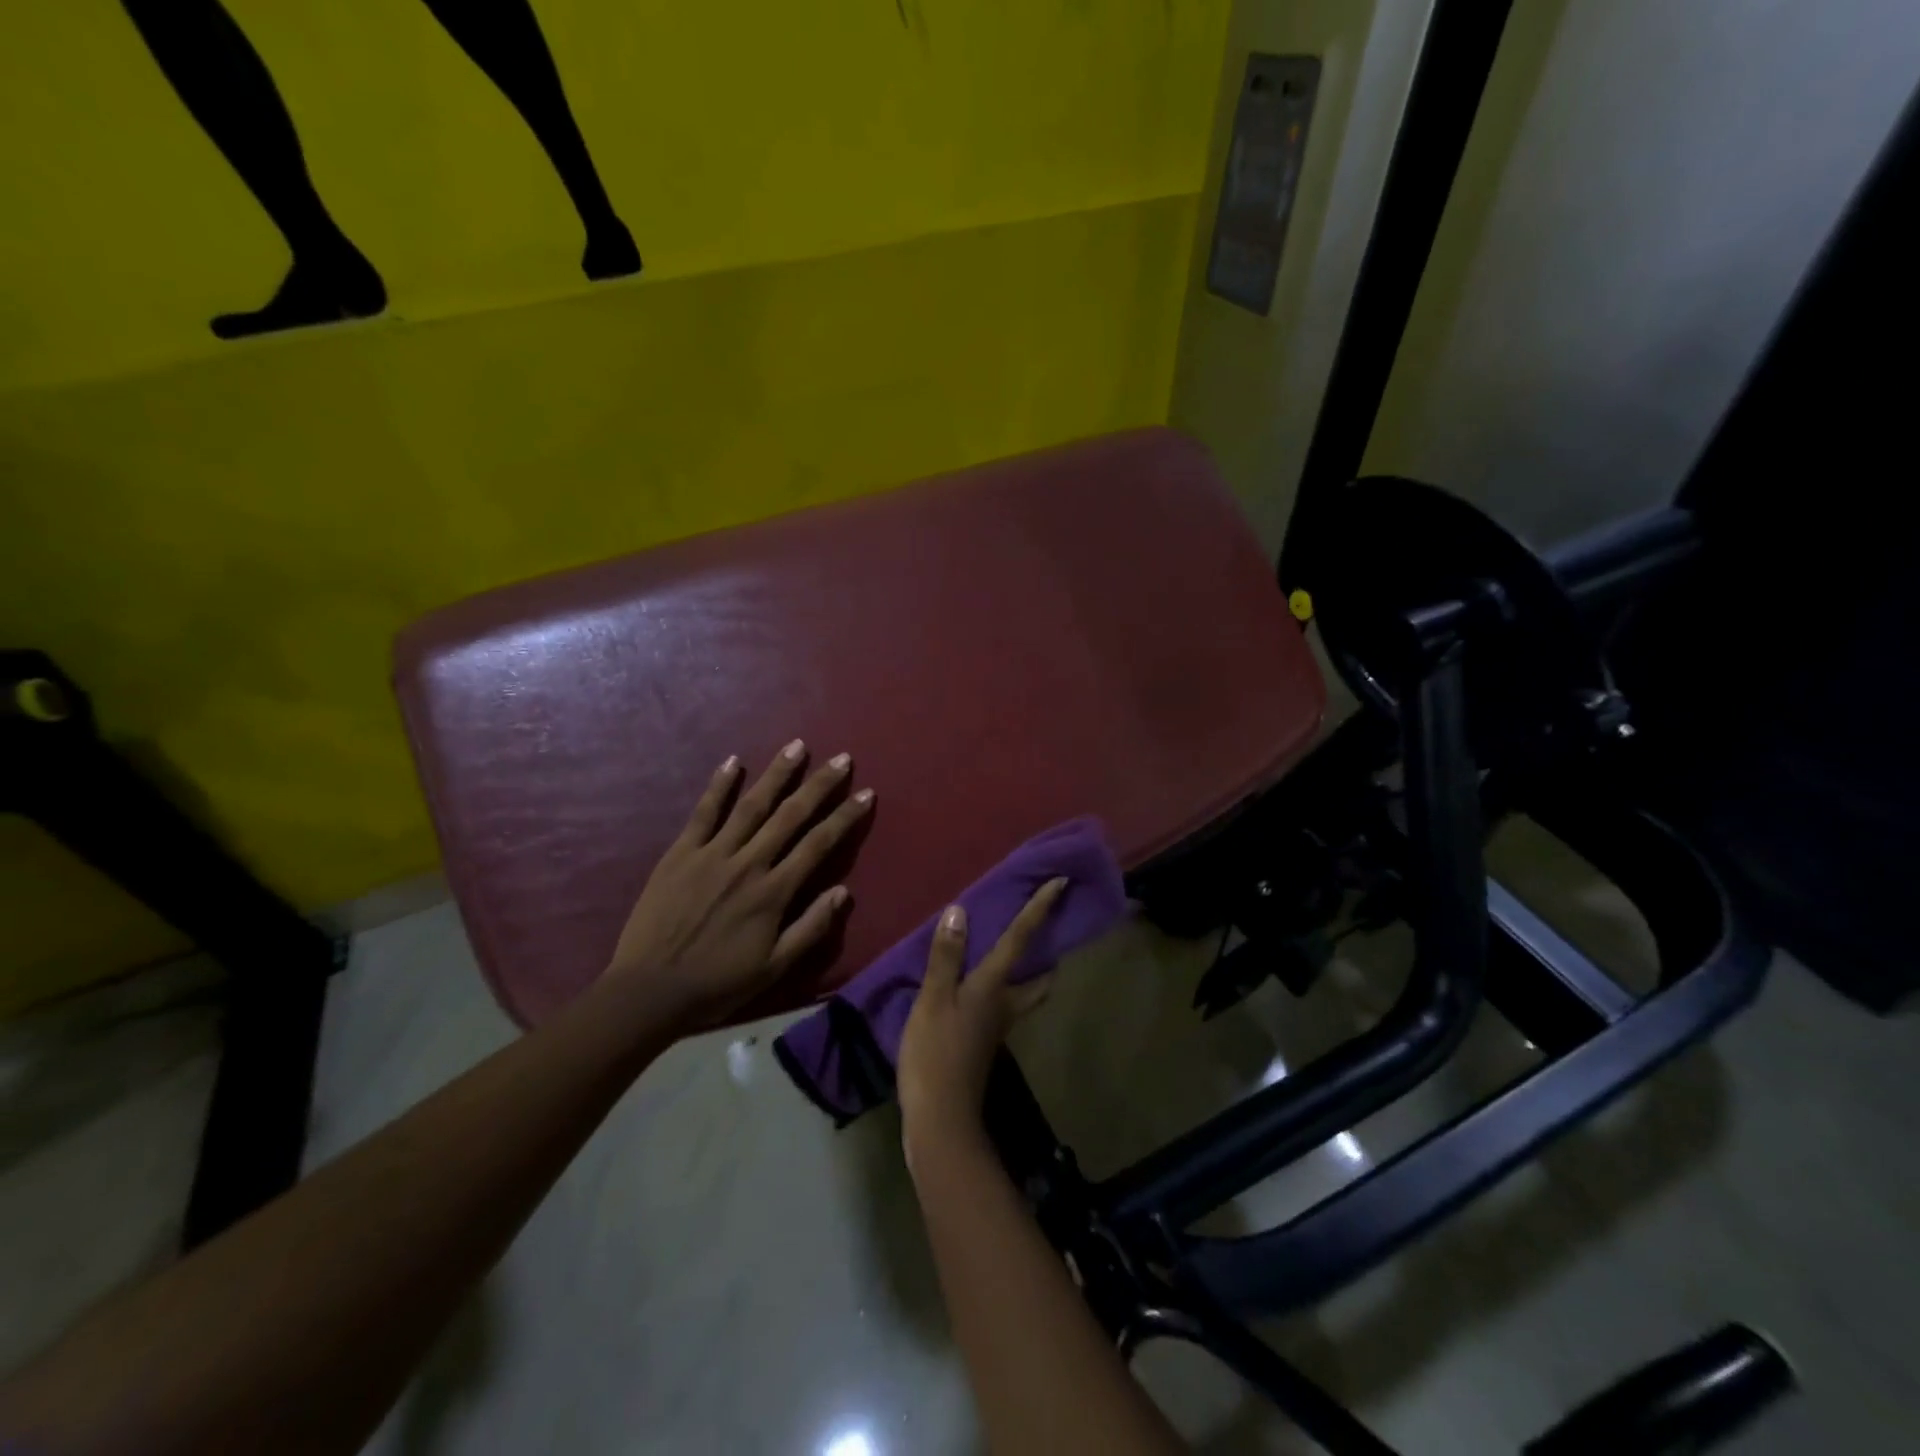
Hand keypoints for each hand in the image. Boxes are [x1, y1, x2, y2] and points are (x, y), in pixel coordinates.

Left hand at [605, 740, 873, 1032]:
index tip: (866, 794)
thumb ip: (811, 928)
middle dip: (819, 785)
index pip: (818, 845)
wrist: (649, 991)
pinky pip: (703, 813)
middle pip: (790, 816)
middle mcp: (748, 863)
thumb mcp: (774, 967)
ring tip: (797, 746)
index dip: (844, 817)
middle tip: (841, 758)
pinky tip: (733, 762)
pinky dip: (719, 786)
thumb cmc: (717, 983)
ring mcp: (712, 854)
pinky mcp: (680, 853)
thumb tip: (844, 892)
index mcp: (773, 892)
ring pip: (751, 805)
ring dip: (776, 774)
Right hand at [897, 879, 1067, 1153]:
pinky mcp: (983, 1043)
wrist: (940, 1117)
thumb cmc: (935, 1053)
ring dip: (1028, 974)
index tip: (1062, 883)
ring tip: (1013, 954)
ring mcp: (996, 1027)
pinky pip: (1000, 1006)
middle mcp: (1004, 1004)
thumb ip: (946, 956)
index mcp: (993, 987)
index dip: (1040, 909)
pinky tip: (976, 988)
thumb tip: (959, 911)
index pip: (1021, 939)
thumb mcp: (933, 999)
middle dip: (1048, 956)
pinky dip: (999, 990)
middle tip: (1047, 934)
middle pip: (1039, 979)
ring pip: (1022, 994)